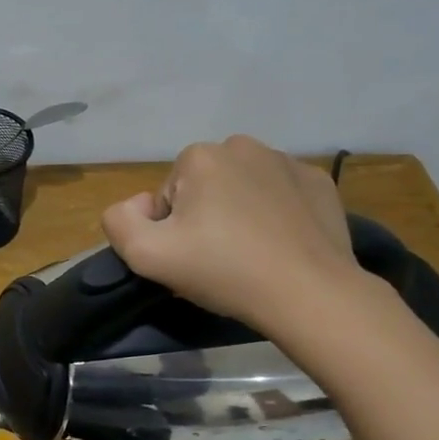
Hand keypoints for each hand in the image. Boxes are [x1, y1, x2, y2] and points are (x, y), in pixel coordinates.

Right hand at [100, 136, 360, 345]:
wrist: (309, 293)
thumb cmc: (224, 270)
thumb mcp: (147, 255)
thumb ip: (119, 222)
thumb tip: (136, 205)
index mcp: (200, 156)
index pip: (168, 196)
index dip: (172, 230)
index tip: (191, 257)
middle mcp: (243, 146)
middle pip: (205, 187)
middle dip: (205, 215)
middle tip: (219, 258)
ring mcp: (287, 161)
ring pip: (243, 187)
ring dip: (239, 212)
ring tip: (252, 254)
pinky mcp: (319, 182)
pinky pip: (281, 194)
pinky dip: (276, 214)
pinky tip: (281, 244)